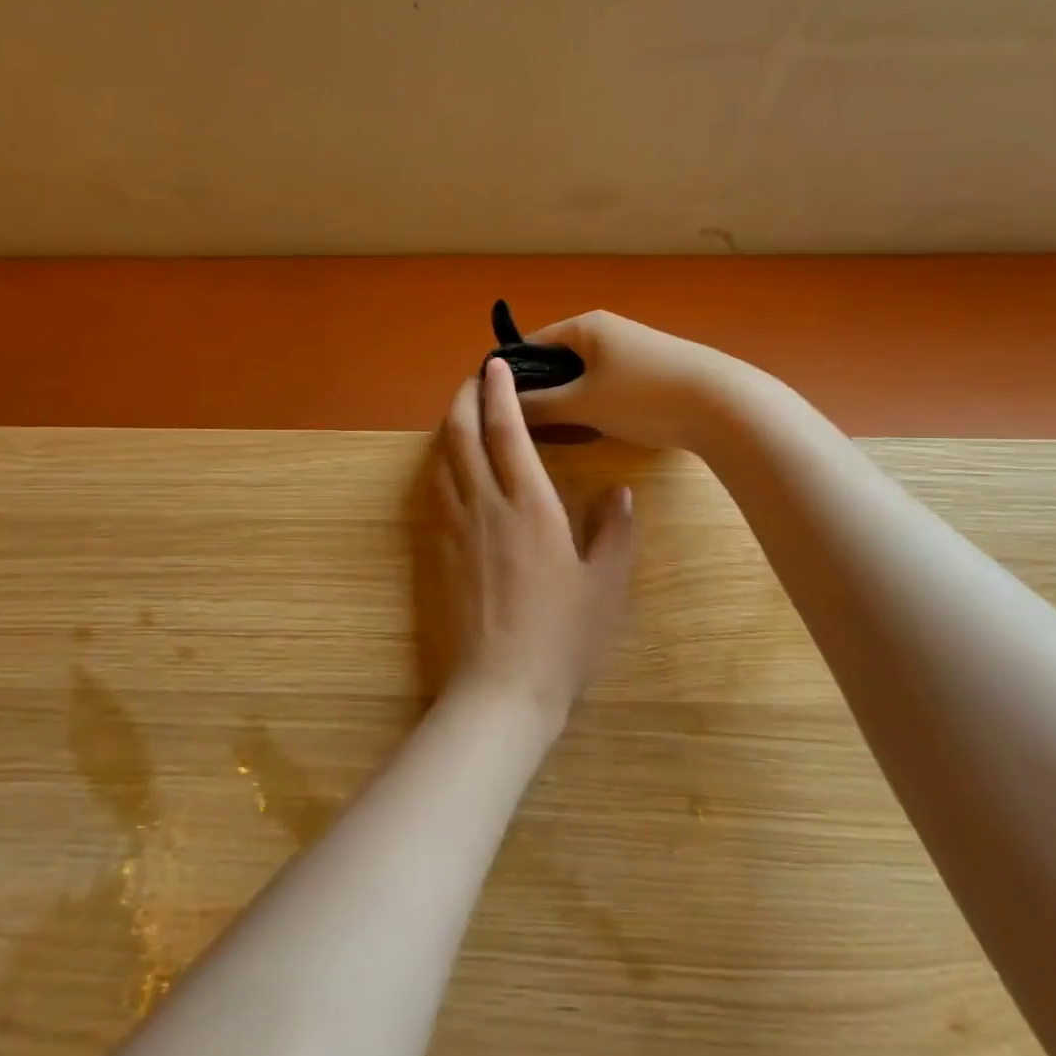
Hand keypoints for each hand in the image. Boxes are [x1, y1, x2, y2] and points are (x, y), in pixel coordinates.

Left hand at [428, 357, 635, 728]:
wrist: (499, 690)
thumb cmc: (561, 639)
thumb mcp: (606, 587)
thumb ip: (615, 532)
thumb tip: (622, 491)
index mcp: (529, 506)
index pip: (508, 431)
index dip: (501, 392)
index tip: (496, 364)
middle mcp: (484, 505)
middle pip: (462, 433)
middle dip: (464, 396)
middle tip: (474, 377)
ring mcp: (453, 527)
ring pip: (441, 459)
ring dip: (448, 425)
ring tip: (462, 411)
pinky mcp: (435, 550)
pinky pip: (432, 490)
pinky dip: (439, 463)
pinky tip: (447, 465)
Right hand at [512, 311, 745, 451]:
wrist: (723, 404)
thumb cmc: (642, 396)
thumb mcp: (583, 404)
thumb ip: (539, 406)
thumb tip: (503, 407)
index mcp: (586, 326)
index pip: (532, 343)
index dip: (512, 374)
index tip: (495, 406)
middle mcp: (608, 330)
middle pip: (559, 360)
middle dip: (543, 390)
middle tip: (529, 426)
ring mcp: (634, 349)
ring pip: (585, 375)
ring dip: (571, 400)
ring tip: (562, 432)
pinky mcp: (654, 370)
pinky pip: (610, 384)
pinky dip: (597, 403)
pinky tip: (599, 429)